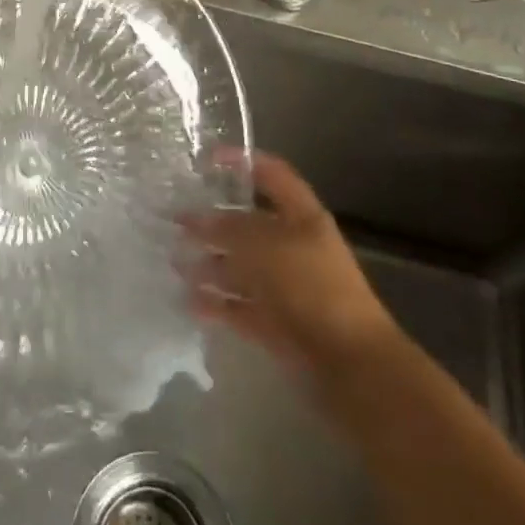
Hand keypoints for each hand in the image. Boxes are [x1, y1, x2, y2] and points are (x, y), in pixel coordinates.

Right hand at [183, 152, 404, 393]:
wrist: (350, 363)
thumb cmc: (311, 286)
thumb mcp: (266, 245)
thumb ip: (229, 228)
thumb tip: (197, 219)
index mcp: (302, 216)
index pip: (272, 175)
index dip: (241, 162)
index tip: (204, 161)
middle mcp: (293, 246)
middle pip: (248, 224)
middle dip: (212, 221)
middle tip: (174, 220)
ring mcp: (285, 286)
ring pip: (240, 267)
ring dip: (208, 264)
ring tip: (173, 262)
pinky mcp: (275, 323)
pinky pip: (239, 306)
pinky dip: (215, 303)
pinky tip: (187, 300)